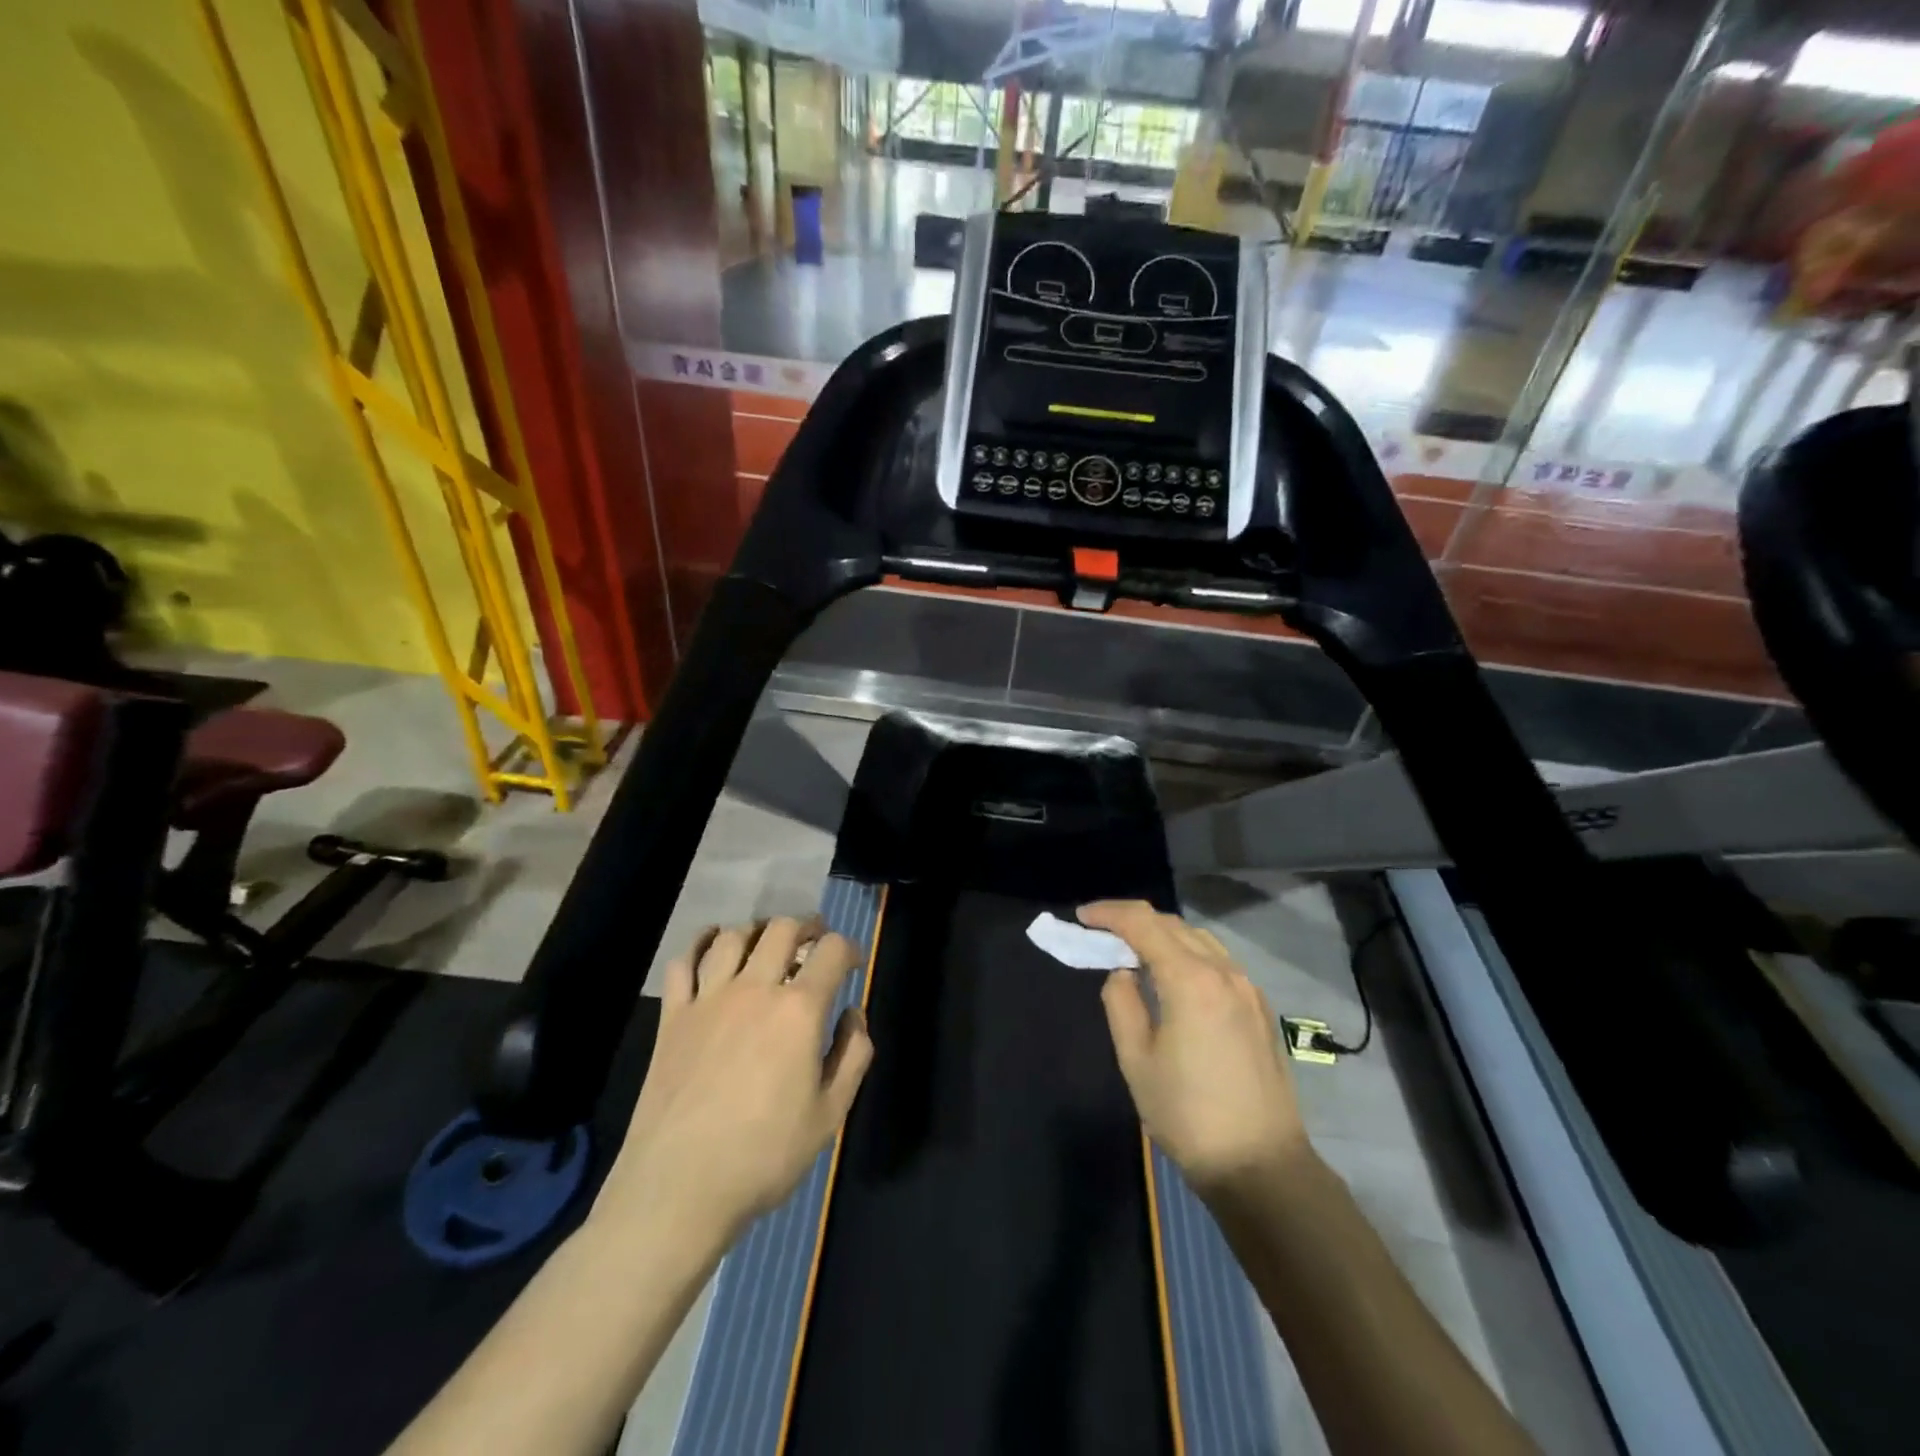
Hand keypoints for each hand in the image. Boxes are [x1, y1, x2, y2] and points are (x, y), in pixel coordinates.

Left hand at [596, 918, 872, 1245]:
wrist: (678, 1189)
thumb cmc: (764, 1156)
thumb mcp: (830, 1115)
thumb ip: (853, 1055)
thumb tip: (852, 1014)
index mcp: (799, 1011)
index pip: (833, 951)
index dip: (850, 949)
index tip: (853, 965)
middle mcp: (755, 989)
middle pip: (783, 929)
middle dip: (807, 927)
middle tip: (814, 944)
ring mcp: (708, 999)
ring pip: (734, 936)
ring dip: (758, 931)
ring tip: (766, 944)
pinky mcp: (673, 1017)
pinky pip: (683, 962)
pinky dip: (700, 944)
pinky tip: (711, 946)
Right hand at [1080, 901, 1308, 1199]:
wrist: (1261, 1166)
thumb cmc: (1188, 1115)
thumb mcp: (1136, 1060)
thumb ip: (1121, 1003)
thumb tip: (1122, 973)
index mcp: (1191, 980)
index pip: (1144, 924)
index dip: (1109, 913)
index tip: (1082, 916)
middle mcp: (1224, 972)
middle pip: (1173, 924)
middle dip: (1133, 920)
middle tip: (1100, 932)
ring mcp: (1248, 988)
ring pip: (1199, 939)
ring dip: (1162, 934)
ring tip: (1132, 950)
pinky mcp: (1259, 1008)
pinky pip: (1218, 961)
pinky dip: (1187, 953)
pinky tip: (1172, 976)